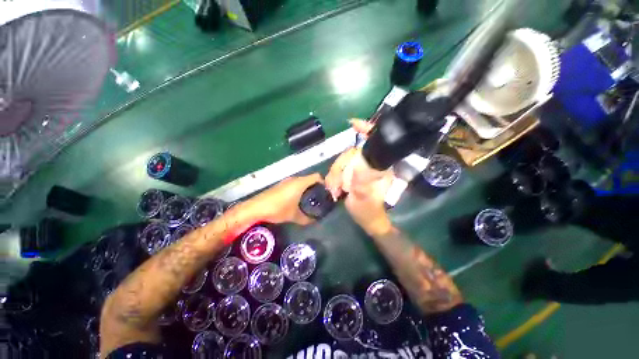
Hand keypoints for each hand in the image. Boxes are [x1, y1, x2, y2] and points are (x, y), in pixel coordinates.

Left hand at [248, 173, 322, 225]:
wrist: (256, 208)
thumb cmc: (277, 209)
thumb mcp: (293, 216)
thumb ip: (306, 219)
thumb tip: (314, 221)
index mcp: (300, 183)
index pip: (316, 176)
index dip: (323, 182)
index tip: (327, 192)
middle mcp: (294, 179)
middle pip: (309, 179)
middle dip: (316, 187)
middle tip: (321, 198)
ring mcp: (286, 181)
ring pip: (301, 181)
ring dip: (307, 188)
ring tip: (311, 200)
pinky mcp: (280, 185)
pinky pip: (294, 184)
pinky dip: (299, 189)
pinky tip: (298, 199)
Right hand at [326, 119, 393, 235]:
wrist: (367, 219)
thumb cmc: (368, 211)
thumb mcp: (364, 201)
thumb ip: (361, 185)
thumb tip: (356, 167)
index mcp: (379, 168)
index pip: (374, 144)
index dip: (366, 131)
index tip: (353, 124)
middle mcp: (370, 164)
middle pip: (349, 154)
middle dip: (339, 170)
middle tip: (336, 188)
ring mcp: (359, 168)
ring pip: (341, 162)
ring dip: (334, 177)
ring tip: (335, 191)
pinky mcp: (351, 173)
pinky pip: (337, 169)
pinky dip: (332, 179)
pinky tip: (333, 189)